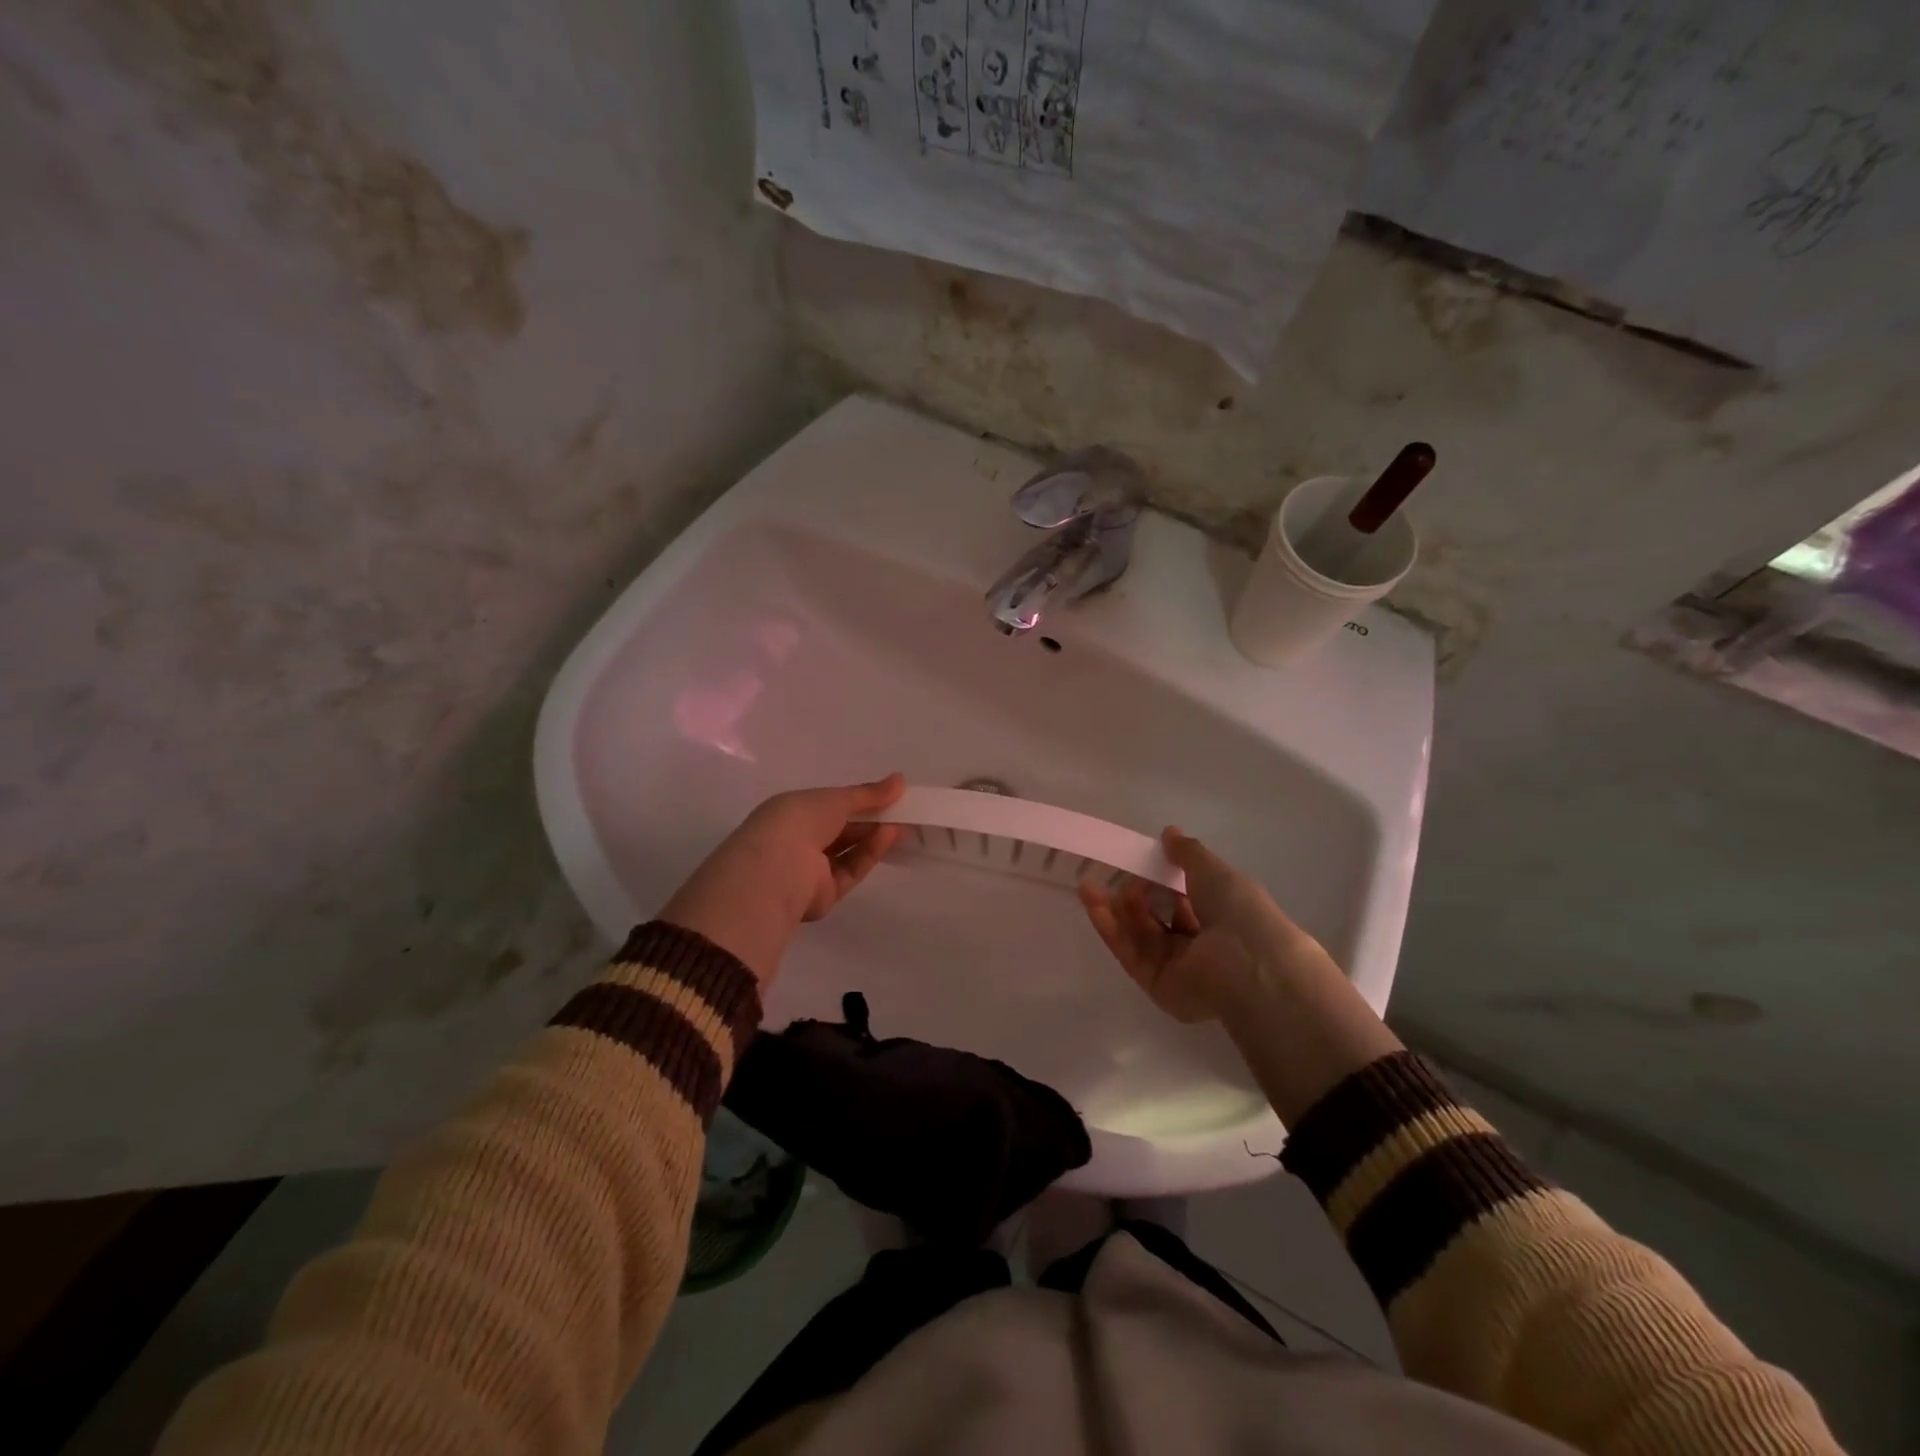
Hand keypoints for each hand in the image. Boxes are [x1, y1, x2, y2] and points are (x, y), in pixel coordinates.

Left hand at [661, 774, 904, 985]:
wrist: (778, 868)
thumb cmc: (799, 820)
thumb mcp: (835, 799)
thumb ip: (868, 793)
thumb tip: (900, 780)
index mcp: (791, 814)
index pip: (829, 807)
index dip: (858, 801)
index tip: (888, 795)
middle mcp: (798, 842)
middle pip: (841, 832)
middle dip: (871, 821)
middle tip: (903, 811)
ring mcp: (809, 871)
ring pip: (848, 853)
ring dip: (873, 837)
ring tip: (901, 824)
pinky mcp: (823, 896)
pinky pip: (850, 871)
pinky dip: (868, 854)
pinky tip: (888, 837)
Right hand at [1080, 827, 1401, 1123]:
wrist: (1248, 966)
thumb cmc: (1239, 912)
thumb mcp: (1214, 871)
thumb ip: (1187, 853)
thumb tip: (1169, 833)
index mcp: (1219, 919)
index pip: (1183, 899)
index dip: (1159, 880)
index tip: (1139, 861)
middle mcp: (1198, 946)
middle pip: (1156, 918)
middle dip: (1133, 895)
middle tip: (1115, 875)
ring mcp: (1176, 968)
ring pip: (1138, 935)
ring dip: (1114, 910)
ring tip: (1091, 887)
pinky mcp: (1156, 985)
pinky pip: (1129, 953)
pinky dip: (1109, 928)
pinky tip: (1092, 902)